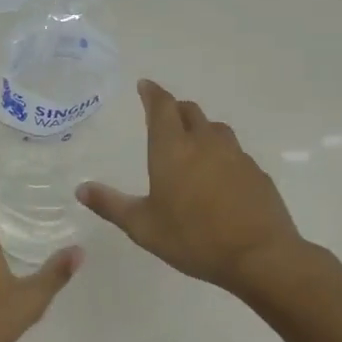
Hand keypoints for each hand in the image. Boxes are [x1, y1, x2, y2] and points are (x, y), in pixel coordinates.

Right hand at [78, 79, 319, 296]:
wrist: (260, 256)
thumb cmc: (193, 238)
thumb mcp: (143, 226)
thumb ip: (111, 205)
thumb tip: (81, 189)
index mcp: (172, 149)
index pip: (162, 107)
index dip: (152, 93)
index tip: (145, 85)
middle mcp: (204, 143)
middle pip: (189, 111)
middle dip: (174, 109)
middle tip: (164, 116)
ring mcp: (235, 156)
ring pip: (215, 129)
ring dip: (200, 128)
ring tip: (191, 143)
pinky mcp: (256, 173)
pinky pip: (235, 152)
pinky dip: (221, 153)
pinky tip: (218, 175)